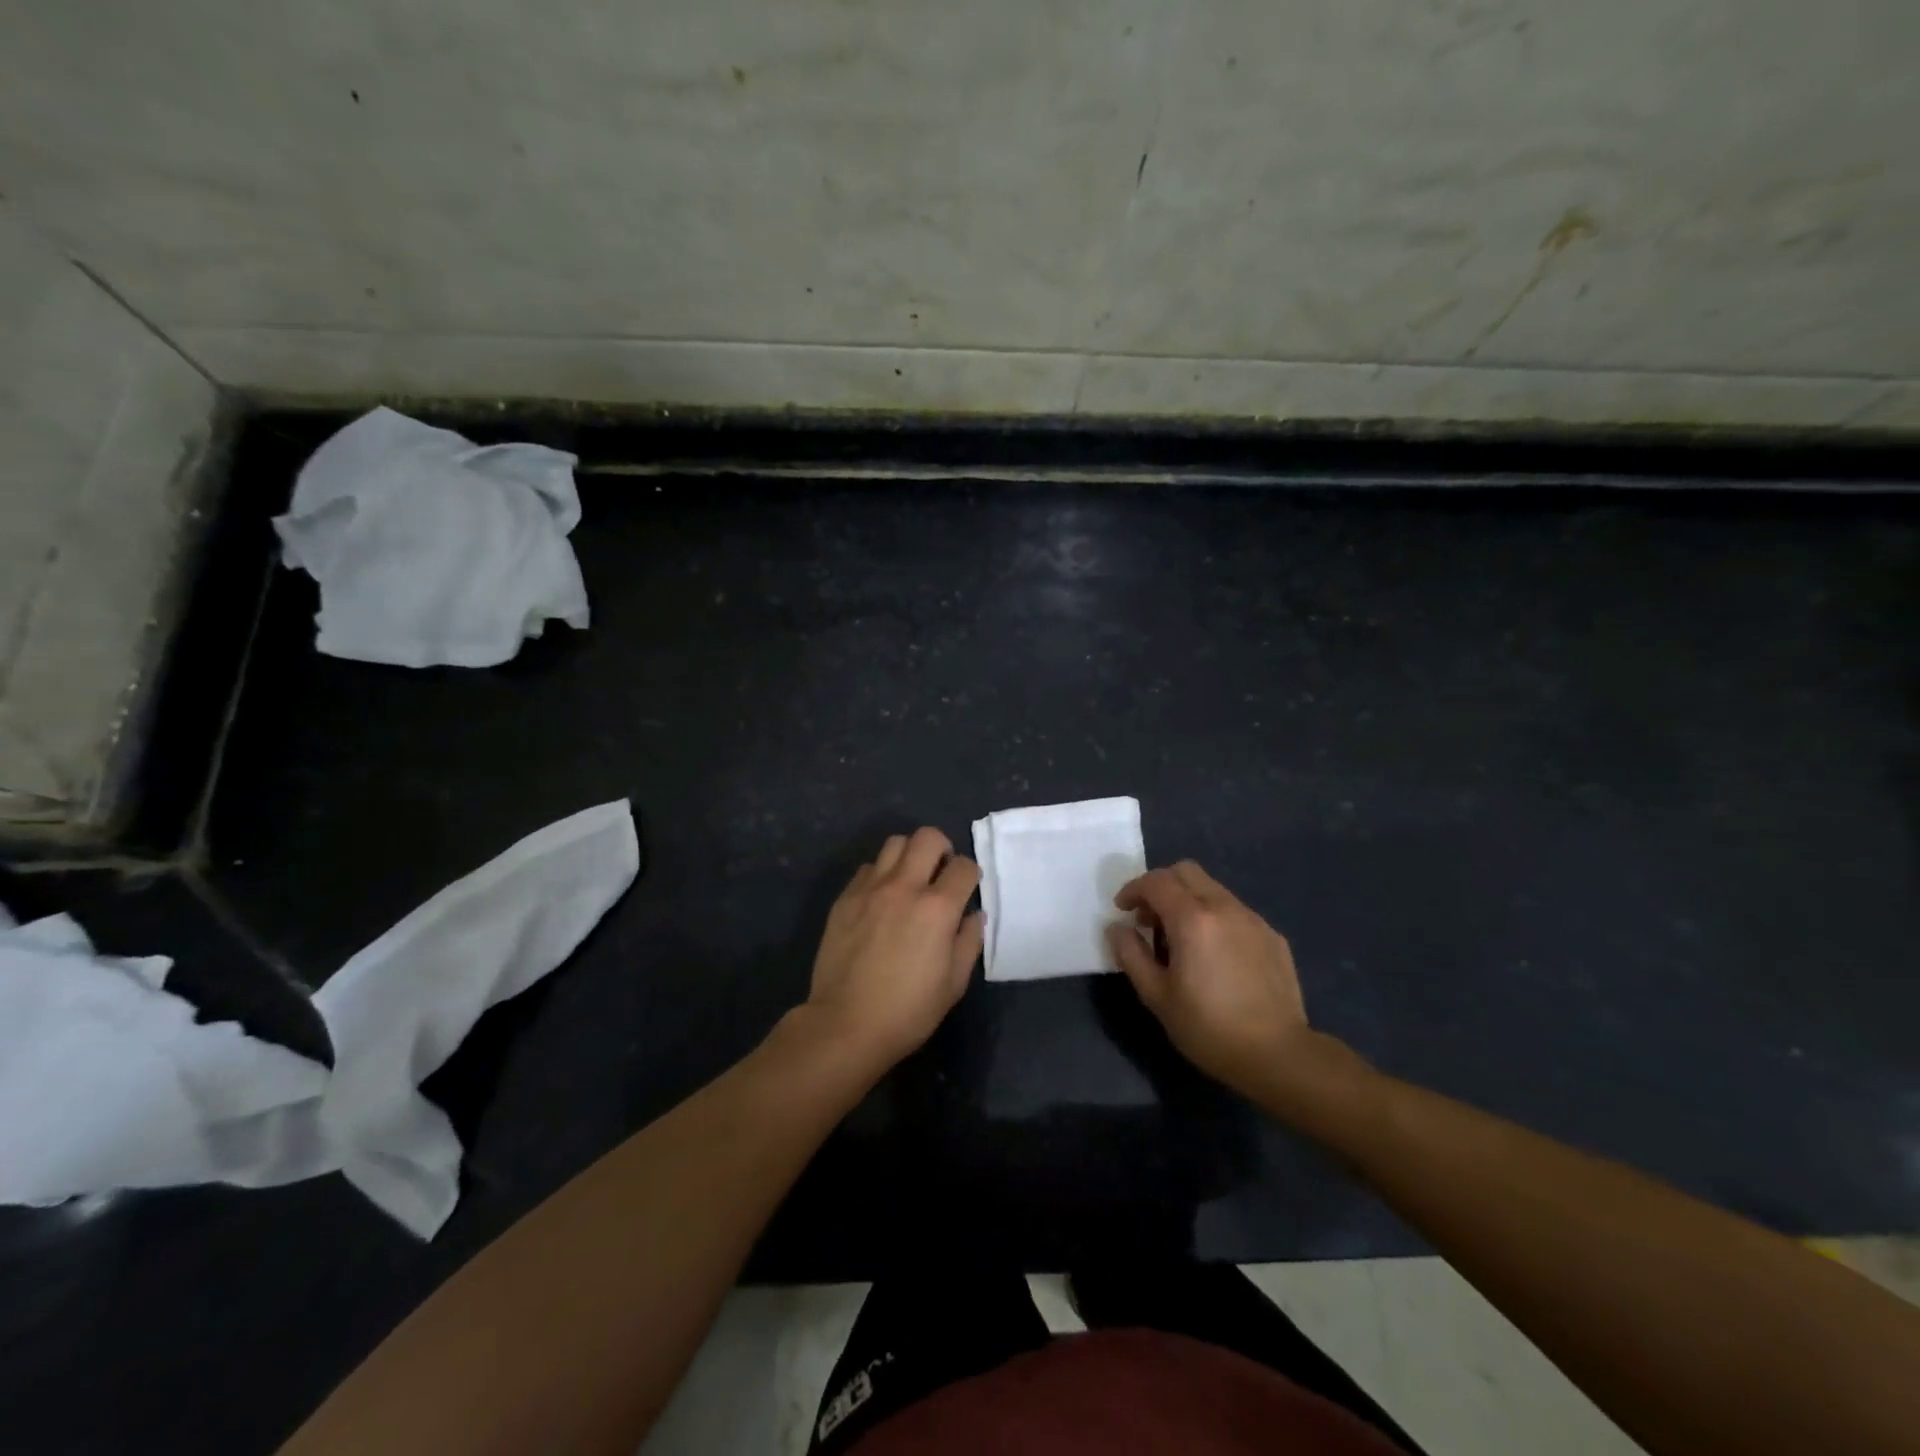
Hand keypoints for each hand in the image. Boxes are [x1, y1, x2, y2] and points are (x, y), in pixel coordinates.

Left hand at [804, 827, 983, 1071]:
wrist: (845, 1024)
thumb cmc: (908, 1010)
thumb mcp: (954, 983)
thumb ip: (969, 941)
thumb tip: (973, 916)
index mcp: (937, 908)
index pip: (964, 866)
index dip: (970, 875)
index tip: (966, 890)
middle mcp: (904, 887)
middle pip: (927, 837)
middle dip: (942, 849)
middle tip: (940, 873)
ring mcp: (870, 889)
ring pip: (894, 844)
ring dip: (909, 855)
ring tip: (910, 880)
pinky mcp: (845, 898)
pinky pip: (868, 868)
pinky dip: (881, 874)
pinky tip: (881, 899)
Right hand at [1106, 861, 1335, 1103]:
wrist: (1278, 1055)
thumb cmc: (1208, 1028)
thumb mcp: (1156, 996)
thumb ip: (1131, 954)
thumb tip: (1117, 928)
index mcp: (1192, 919)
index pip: (1156, 881)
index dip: (1133, 889)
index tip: (1123, 910)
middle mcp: (1224, 907)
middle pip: (1186, 871)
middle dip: (1161, 886)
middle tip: (1150, 918)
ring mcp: (1252, 919)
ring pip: (1212, 889)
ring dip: (1189, 901)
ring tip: (1181, 938)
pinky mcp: (1272, 935)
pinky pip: (1235, 911)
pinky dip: (1215, 917)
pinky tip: (1215, 954)